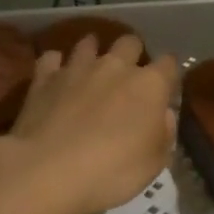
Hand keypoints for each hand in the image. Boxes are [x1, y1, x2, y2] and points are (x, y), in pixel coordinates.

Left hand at [0, 34, 179, 213]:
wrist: (47, 170)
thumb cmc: (111, 171)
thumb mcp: (153, 165)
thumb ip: (164, 134)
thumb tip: (164, 115)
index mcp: (149, 85)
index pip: (169, 64)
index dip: (169, 74)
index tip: (165, 89)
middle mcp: (116, 66)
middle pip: (129, 42)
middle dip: (132, 53)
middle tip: (127, 76)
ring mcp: (77, 68)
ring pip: (89, 43)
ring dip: (92, 52)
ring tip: (91, 69)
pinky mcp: (44, 77)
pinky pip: (51, 58)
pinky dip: (55, 65)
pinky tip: (55, 77)